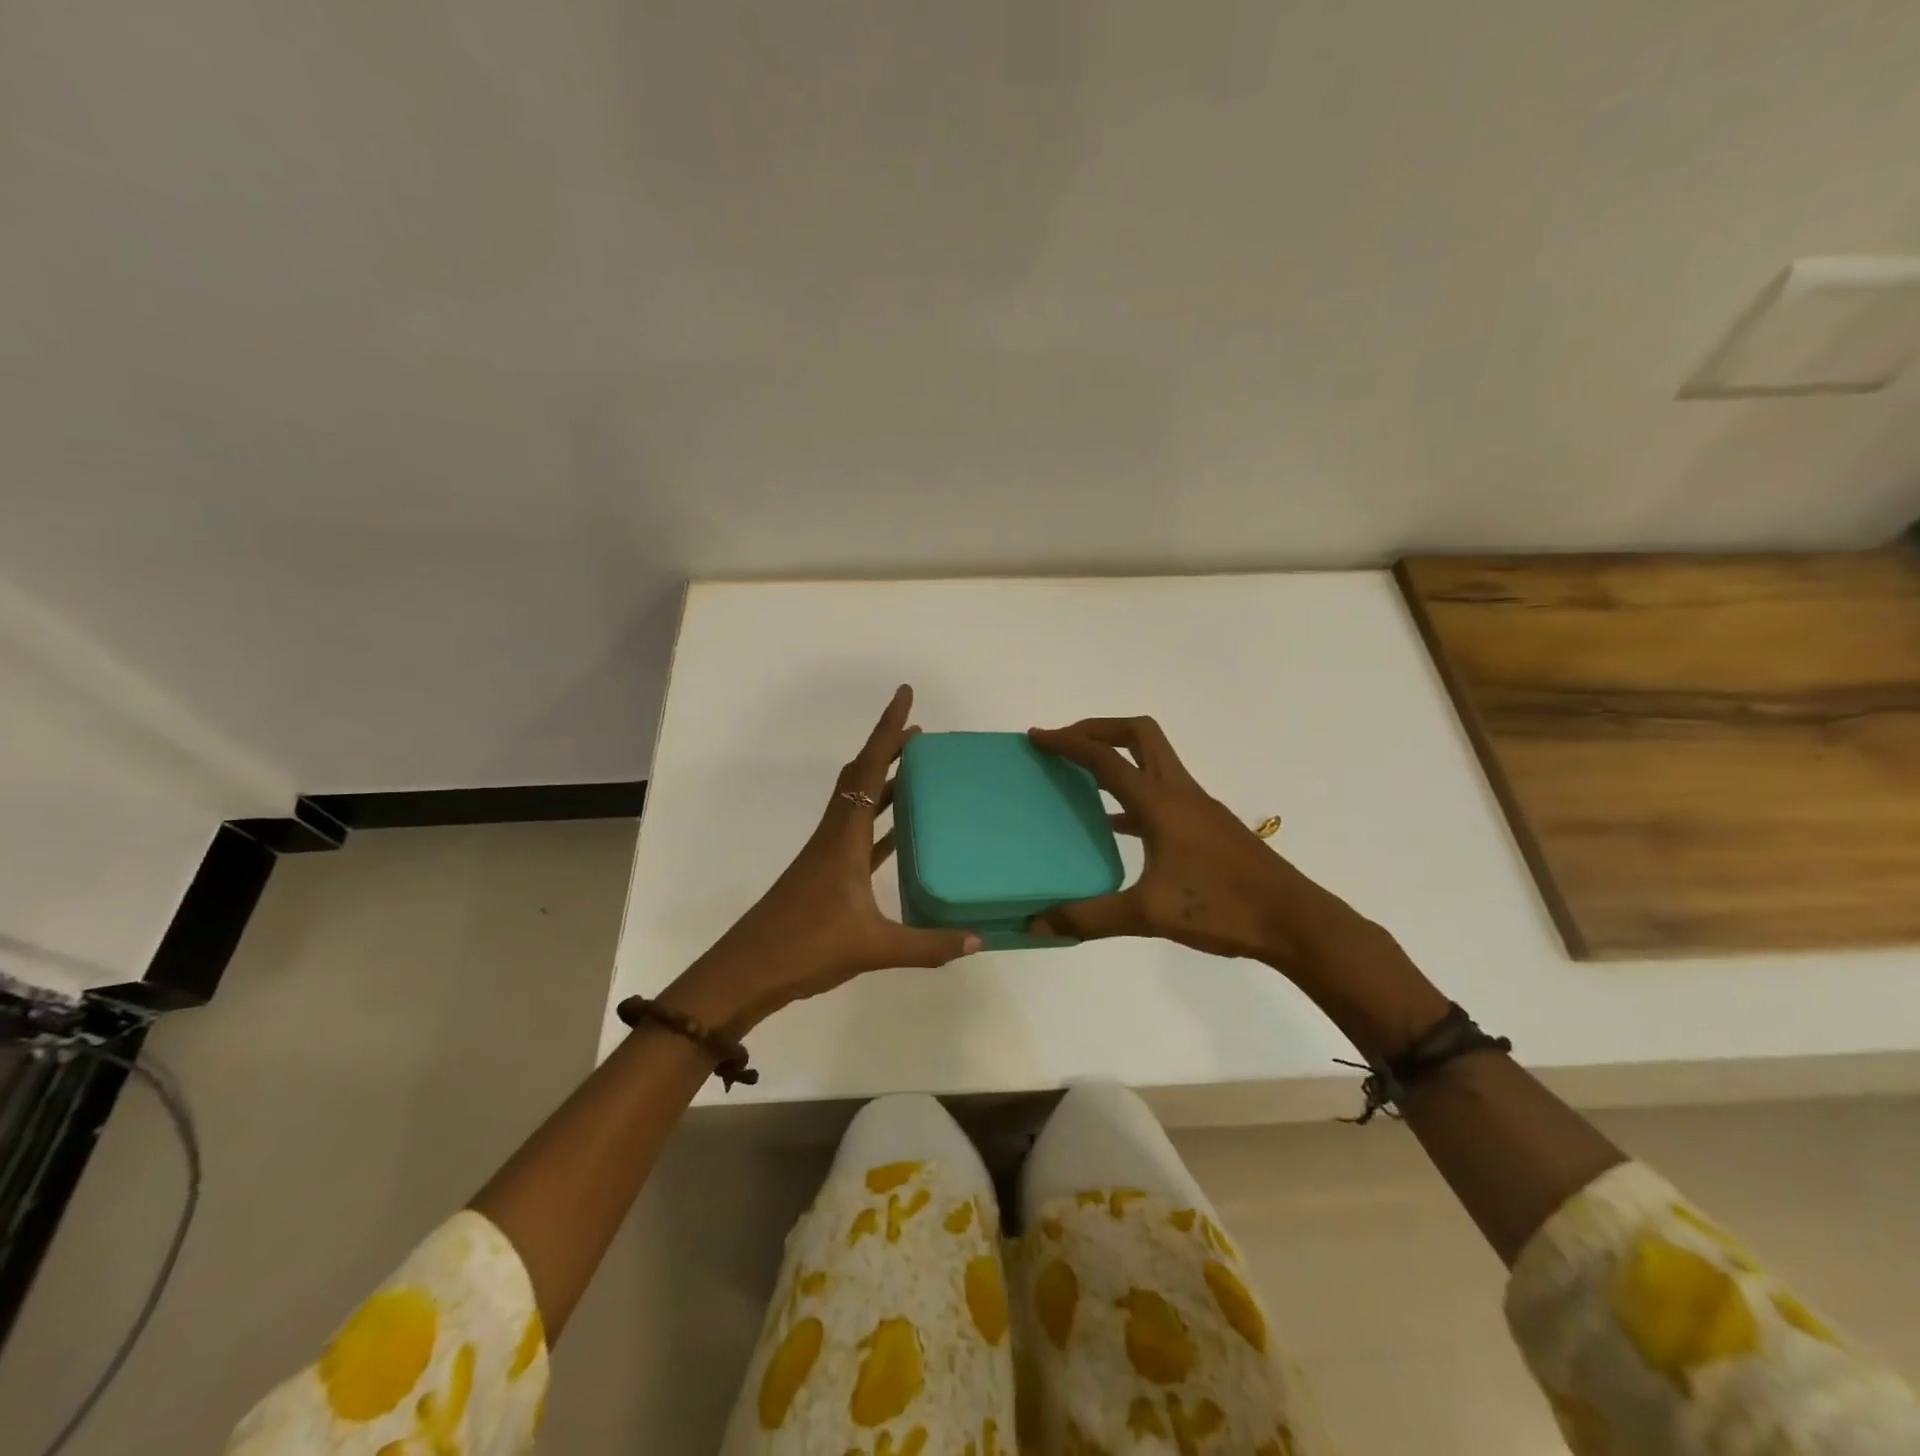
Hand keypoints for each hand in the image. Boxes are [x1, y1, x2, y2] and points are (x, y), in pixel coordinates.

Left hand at [664, 686, 980, 1033]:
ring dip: (885, 781)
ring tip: (918, 770)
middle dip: (889, 748)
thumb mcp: (874, 947)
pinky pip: (860, 832)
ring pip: (859, 801)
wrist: (748, 971)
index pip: (870, 768)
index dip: (888, 729)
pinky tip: (901, 830)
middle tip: (921, 733)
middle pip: (862, 775)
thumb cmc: (807, 946)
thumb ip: (929, 945)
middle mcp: (835, 833)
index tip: (905, 695)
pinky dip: (881, 820)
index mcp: (845, 835)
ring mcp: (828, 854)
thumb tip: (978, 940)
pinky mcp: (827, 874)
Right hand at [1027, 716, 1363, 968]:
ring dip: (1118, 757)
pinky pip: (1161, 792)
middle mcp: (1179, 792)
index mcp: (1160, 802)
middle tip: (1066, 745)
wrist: (1293, 920)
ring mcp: (1197, 807)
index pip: (1105, 758)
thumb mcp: (1147, 915)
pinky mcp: (1207, 826)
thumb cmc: (1222, 908)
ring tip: (1081, 777)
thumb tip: (1037, 925)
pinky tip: (1116, 825)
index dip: (1068, 742)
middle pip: (1138, 734)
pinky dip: (1133, 793)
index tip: (1038, 737)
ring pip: (1153, 760)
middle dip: (1099, 730)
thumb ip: (1090, 917)